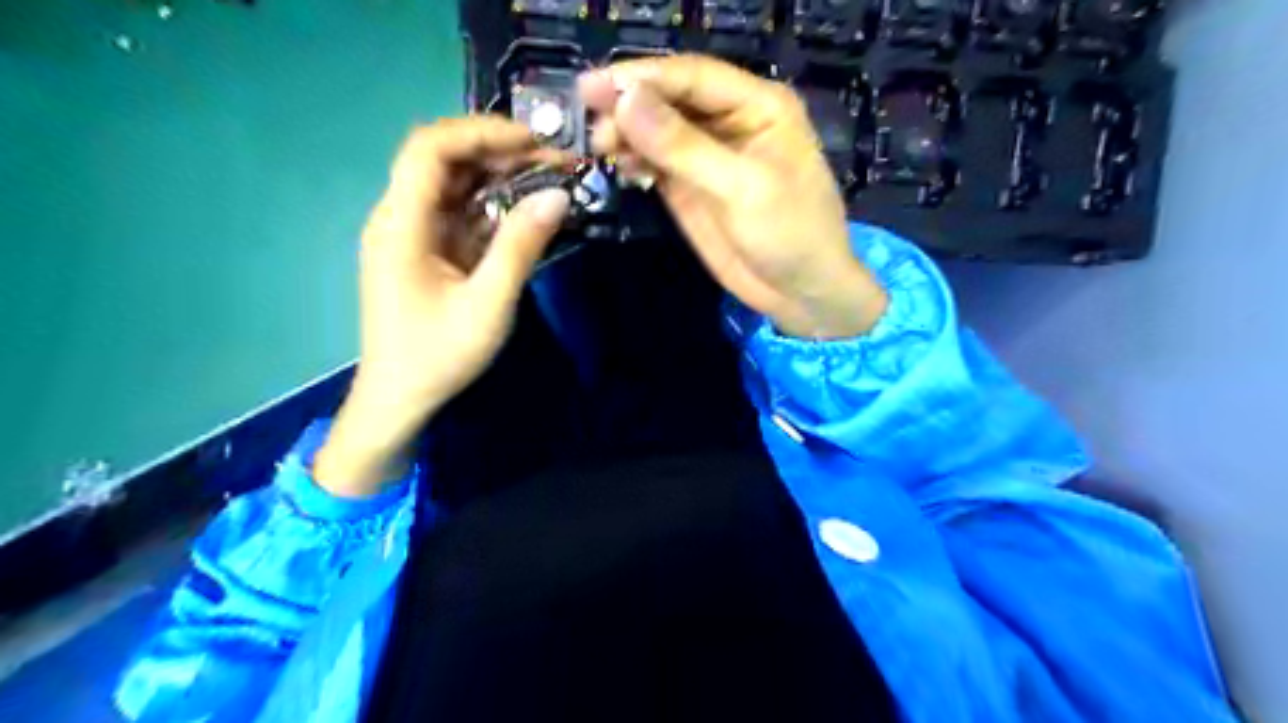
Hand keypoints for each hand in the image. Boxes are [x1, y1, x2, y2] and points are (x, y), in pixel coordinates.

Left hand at [310, 119, 566, 501]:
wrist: (399, 398)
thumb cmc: (438, 355)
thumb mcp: (488, 304)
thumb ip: (520, 247)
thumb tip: (558, 196)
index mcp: (401, 224)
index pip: (430, 149)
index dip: (480, 132)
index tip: (533, 142)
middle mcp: (399, 218)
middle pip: (442, 160)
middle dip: (497, 151)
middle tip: (552, 161)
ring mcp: (410, 234)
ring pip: (452, 184)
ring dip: (497, 176)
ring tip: (547, 178)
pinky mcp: (424, 251)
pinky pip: (458, 213)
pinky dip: (491, 205)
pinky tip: (525, 210)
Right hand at [581, 57, 886, 337]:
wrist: (801, 293)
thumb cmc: (791, 234)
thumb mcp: (742, 188)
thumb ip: (684, 147)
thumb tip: (625, 102)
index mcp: (758, 105)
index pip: (692, 76)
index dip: (642, 78)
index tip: (592, 87)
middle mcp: (731, 121)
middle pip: (670, 98)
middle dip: (627, 105)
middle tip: (583, 118)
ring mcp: (708, 155)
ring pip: (658, 130)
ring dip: (625, 133)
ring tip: (593, 146)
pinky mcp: (692, 188)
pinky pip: (656, 163)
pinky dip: (634, 161)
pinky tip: (616, 166)